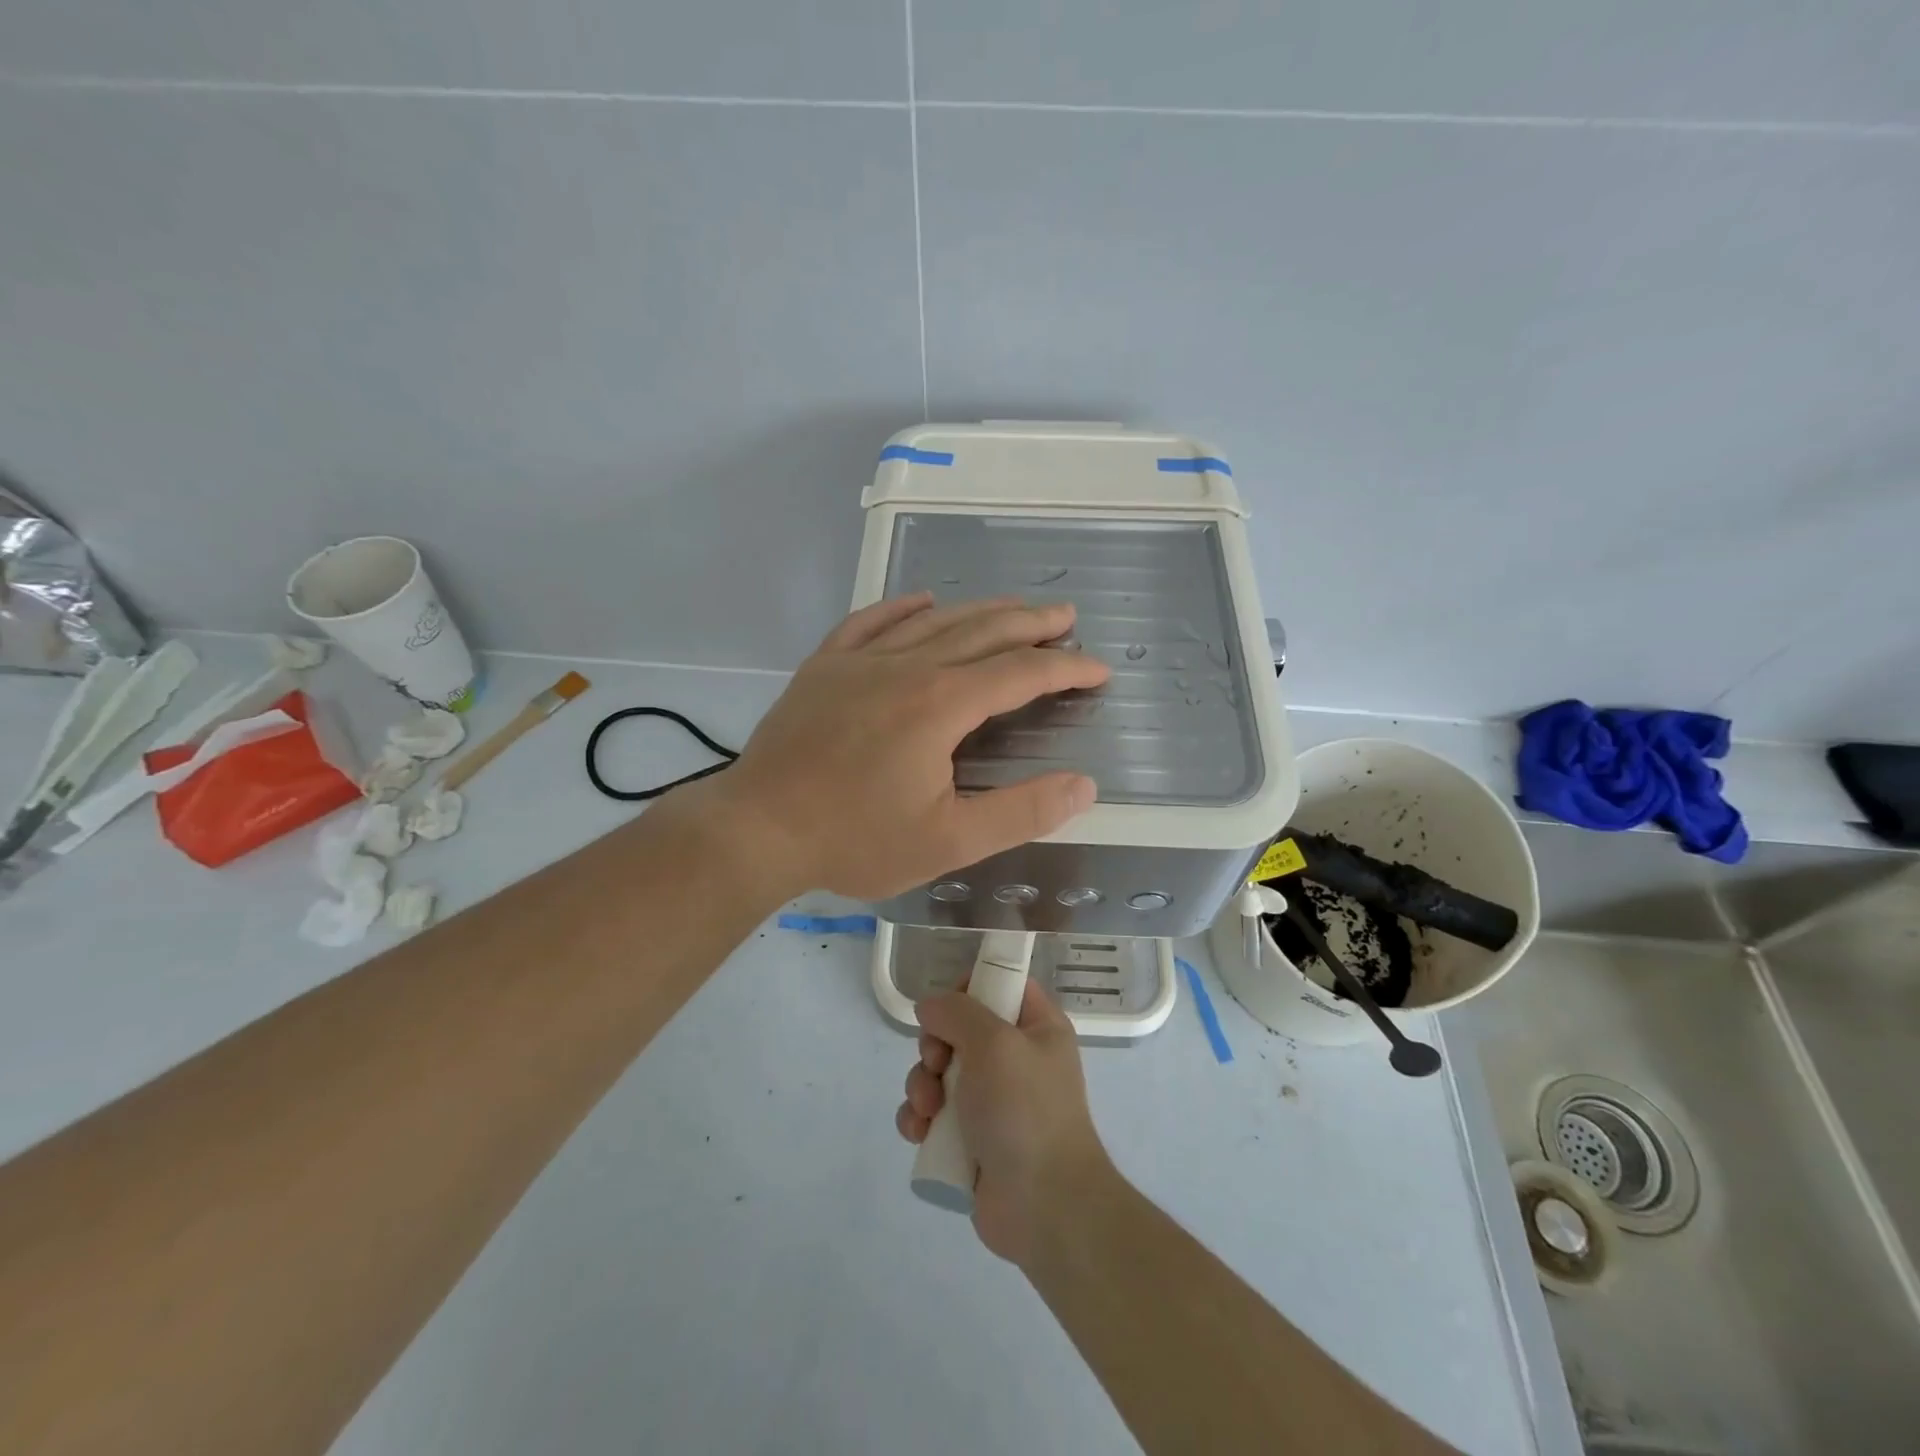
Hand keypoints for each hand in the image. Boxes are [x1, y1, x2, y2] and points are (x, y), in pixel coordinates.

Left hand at [711, 594, 1109, 901]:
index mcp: (942, 704)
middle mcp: (907, 667)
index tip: (1097, 669)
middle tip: (1065, 616)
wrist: (757, 829)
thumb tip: (1083, 786)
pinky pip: (869, 622)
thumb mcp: (949, 841)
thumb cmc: (855, 839)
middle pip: (982, 631)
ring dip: (979, 610)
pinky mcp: (823, 667)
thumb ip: (1021, 812)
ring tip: (1012, 606)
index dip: (1066, 667)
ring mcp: (860, 661)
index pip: (1021, 673)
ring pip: (932, 621)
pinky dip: (901, 607)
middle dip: (1030, 623)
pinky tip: (921, 599)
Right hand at [897, 979, 1114, 1266]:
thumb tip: (931, 1006)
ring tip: (927, 1110)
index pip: (1001, 983)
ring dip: (921, 1086)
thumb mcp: (994, 1043)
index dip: (970, 987)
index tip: (948, 1007)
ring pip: (938, 1072)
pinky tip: (919, 1134)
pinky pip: (933, 1114)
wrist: (1043, 1206)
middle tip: (936, 1064)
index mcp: (1037, 1027)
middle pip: (959, 1028)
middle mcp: (1015, 1058)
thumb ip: (957, 1012)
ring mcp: (992, 1100)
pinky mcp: (970, 1138)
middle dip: (934, 1046)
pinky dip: (920, 1119)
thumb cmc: (1025, 1110)